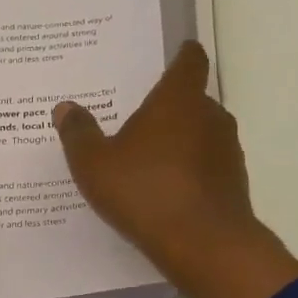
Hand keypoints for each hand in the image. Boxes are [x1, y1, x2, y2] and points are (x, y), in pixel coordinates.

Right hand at [54, 41, 297, 297]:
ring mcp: (227, 151)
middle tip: (137, 119)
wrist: (204, 245)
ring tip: (147, 160)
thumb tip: (65, 107)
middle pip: (191, 100)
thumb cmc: (145, 192)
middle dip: (167, 108)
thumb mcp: (95, 165)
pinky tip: (164, 192)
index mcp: (178, 100)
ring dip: (178, 142)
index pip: (189, 61)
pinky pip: (206, 167)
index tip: (173, 53)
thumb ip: (79, 134)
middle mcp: (211, 116)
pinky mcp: (233, 183)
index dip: (181, 55)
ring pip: (200, 135)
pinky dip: (188, 171)